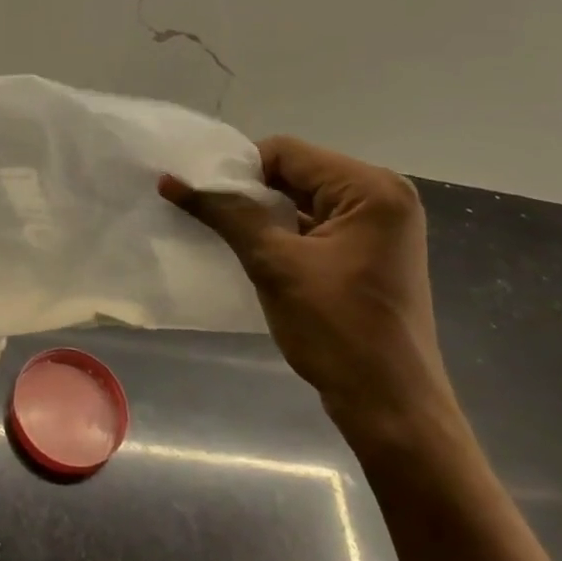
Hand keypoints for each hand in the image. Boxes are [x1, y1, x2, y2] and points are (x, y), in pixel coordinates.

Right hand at [160, 137, 459, 451]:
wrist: (390, 407)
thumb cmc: (337, 330)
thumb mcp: (274, 264)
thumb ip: (226, 214)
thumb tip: (170, 180)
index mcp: (370, 188)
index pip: (287, 153)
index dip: (239, 170)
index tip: (202, 196)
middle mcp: (381, 196)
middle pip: (296, 173)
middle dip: (250, 193)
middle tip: (205, 213)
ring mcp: (379, 226)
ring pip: (302, 201)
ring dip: (263, 215)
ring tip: (220, 232)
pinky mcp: (368, 252)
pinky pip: (315, 226)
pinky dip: (282, 234)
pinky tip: (250, 251)